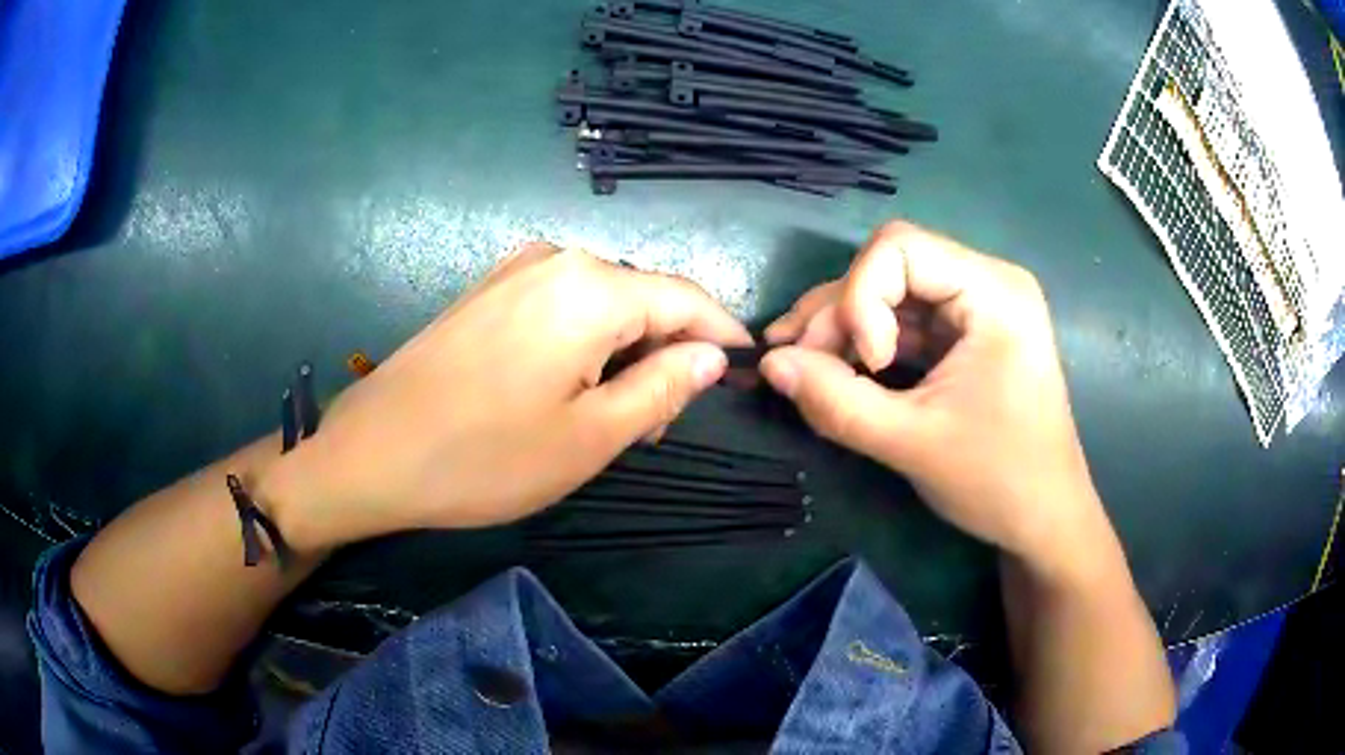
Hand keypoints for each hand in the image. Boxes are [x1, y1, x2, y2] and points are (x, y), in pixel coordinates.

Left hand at [260, 243, 749, 549]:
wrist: (374, 452)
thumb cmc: (485, 457)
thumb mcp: (590, 437)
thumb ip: (663, 388)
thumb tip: (710, 356)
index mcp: (591, 288)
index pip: (686, 299)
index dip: (722, 333)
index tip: (748, 369)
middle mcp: (557, 260)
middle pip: (642, 298)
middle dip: (665, 353)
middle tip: (656, 425)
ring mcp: (515, 270)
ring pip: (602, 303)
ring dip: (622, 352)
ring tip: (611, 416)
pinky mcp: (488, 290)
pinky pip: (561, 306)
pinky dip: (583, 343)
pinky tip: (567, 388)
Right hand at [759, 222, 1111, 574]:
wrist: (1044, 522)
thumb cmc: (999, 480)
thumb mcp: (913, 443)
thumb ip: (836, 402)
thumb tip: (769, 365)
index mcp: (994, 292)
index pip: (900, 248)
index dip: (862, 297)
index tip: (867, 364)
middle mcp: (986, 284)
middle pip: (890, 268)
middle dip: (840, 314)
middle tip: (798, 364)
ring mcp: (976, 311)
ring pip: (889, 295)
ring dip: (842, 329)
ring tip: (799, 366)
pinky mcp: (964, 339)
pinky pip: (903, 325)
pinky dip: (864, 346)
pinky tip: (832, 370)